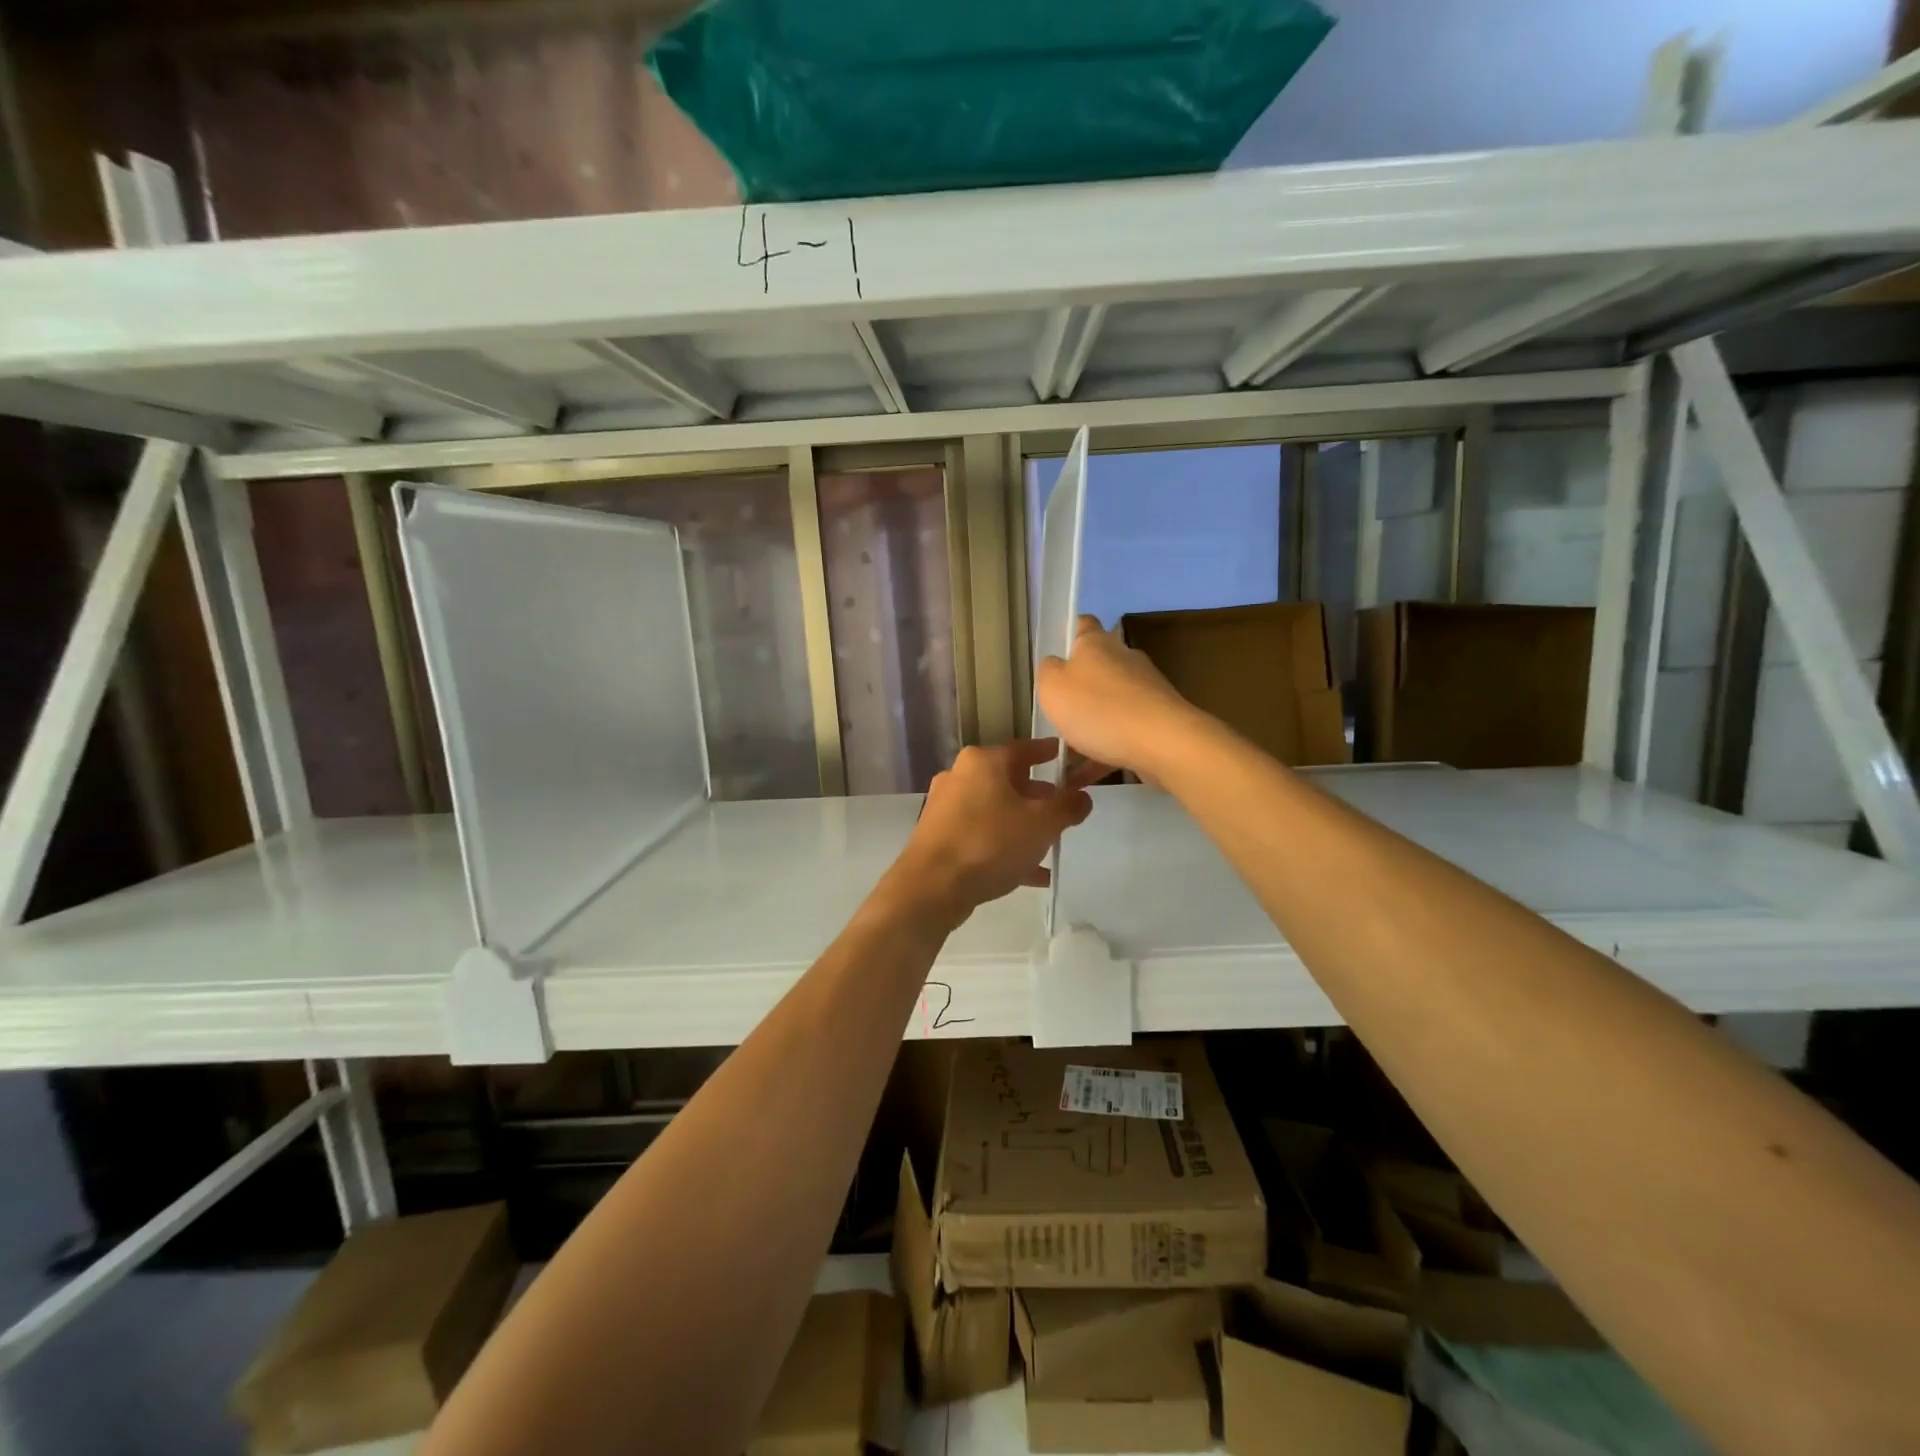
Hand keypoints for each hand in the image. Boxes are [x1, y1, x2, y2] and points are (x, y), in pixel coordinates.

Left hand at [889, 739, 1094, 925]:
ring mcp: (946, 808)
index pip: (1024, 749)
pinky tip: (1032, 874)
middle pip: (1009, 781)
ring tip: (1051, 844)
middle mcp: (960, 776)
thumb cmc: (991, 842)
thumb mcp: (1042, 824)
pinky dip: (1006, 848)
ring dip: (1023, 826)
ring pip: (996, 811)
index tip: (1065, 756)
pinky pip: (982, 836)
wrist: (932, 886)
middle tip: (1064, 810)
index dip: (1048, 753)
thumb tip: (1082, 797)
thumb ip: (1068, 807)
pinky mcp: (940, 837)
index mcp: (983, 762)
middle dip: (1038, 797)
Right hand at [1035, 616, 1203, 781]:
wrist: (1162, 743)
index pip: (1083, 625)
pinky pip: (1122, 732)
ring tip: (1066, 754)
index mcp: (1097, 644)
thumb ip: (1048, 671)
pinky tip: (1085, 777)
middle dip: (1080, 687)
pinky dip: (1103, 751)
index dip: (1069, 634)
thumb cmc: (1098, 708)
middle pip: (1098, 666)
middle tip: (1057, 711)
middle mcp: (1124, 660)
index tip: (1057, 653)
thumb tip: (1055, 665)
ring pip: (1110, 704)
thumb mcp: (1053, 687)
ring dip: (1090, 724)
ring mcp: (1145, 690)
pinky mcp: (1157, 720)